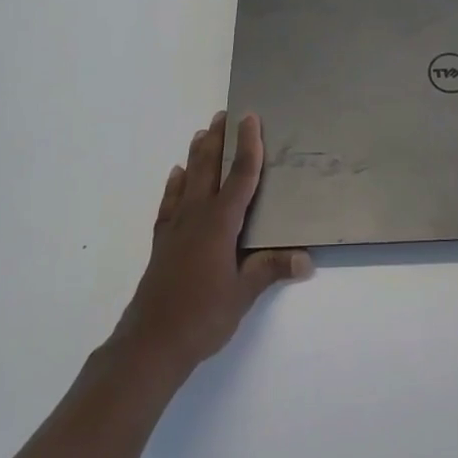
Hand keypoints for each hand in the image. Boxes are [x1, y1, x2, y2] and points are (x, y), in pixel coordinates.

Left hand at [110, 112, 312, 382]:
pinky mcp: (162, 242)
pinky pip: (169, 202)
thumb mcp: (243, 294)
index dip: (248, 146)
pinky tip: (176, 175)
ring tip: (203, 132)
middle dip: (219, 139)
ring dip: (197, 154)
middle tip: (225, 114)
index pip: (239, 176)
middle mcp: (196, 216)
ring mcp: (175, 227)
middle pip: (209, 168)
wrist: (150, 343)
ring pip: (188, 180)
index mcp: (219, 223)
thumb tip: (306, 258)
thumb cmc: (201, 317)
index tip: (251, 117)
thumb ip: (271, 269)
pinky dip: (174, 185)